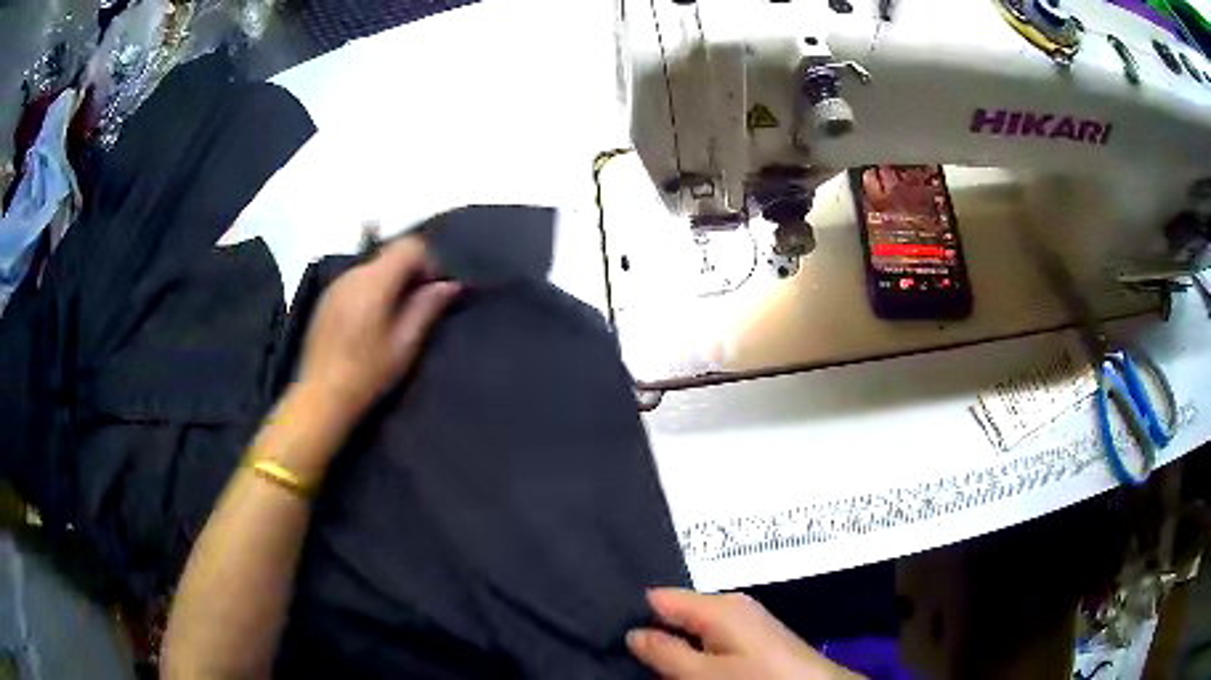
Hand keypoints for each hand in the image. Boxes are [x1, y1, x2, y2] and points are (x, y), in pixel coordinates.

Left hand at [298, 236, 459, 427]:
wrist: (321, 396)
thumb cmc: (367, 373)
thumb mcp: (405, 344)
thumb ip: (427, 307)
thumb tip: (450, 285)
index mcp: (374, 281)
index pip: (410, 246)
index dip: (429, 262)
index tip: (433, 292)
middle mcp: (353, 273)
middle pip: (391, 253)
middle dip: (410, 272)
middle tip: (418, 307)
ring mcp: (336, 284)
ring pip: (374, 267)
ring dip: (391, 281)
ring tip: (395, 318)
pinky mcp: (327, 298)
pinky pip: (357, 280)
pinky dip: (372, 290)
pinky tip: (370, 323)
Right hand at [627, 589, 862, 679]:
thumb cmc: (757, 679)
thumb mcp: (703, 673)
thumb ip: (665, 652)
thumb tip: (634, 633)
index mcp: (717, 605)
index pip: (660, 596)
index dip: (634, 612)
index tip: (608, 628)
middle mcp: (731, 605)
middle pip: (678, 612)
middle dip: (656, 632)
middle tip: (627, 652)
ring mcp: (745, 620)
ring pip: (694, 628)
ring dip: (675, 645)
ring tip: (653, 662)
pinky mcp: (754, 637)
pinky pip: (712, 638)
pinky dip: (696, 650)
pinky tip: (687, 665)